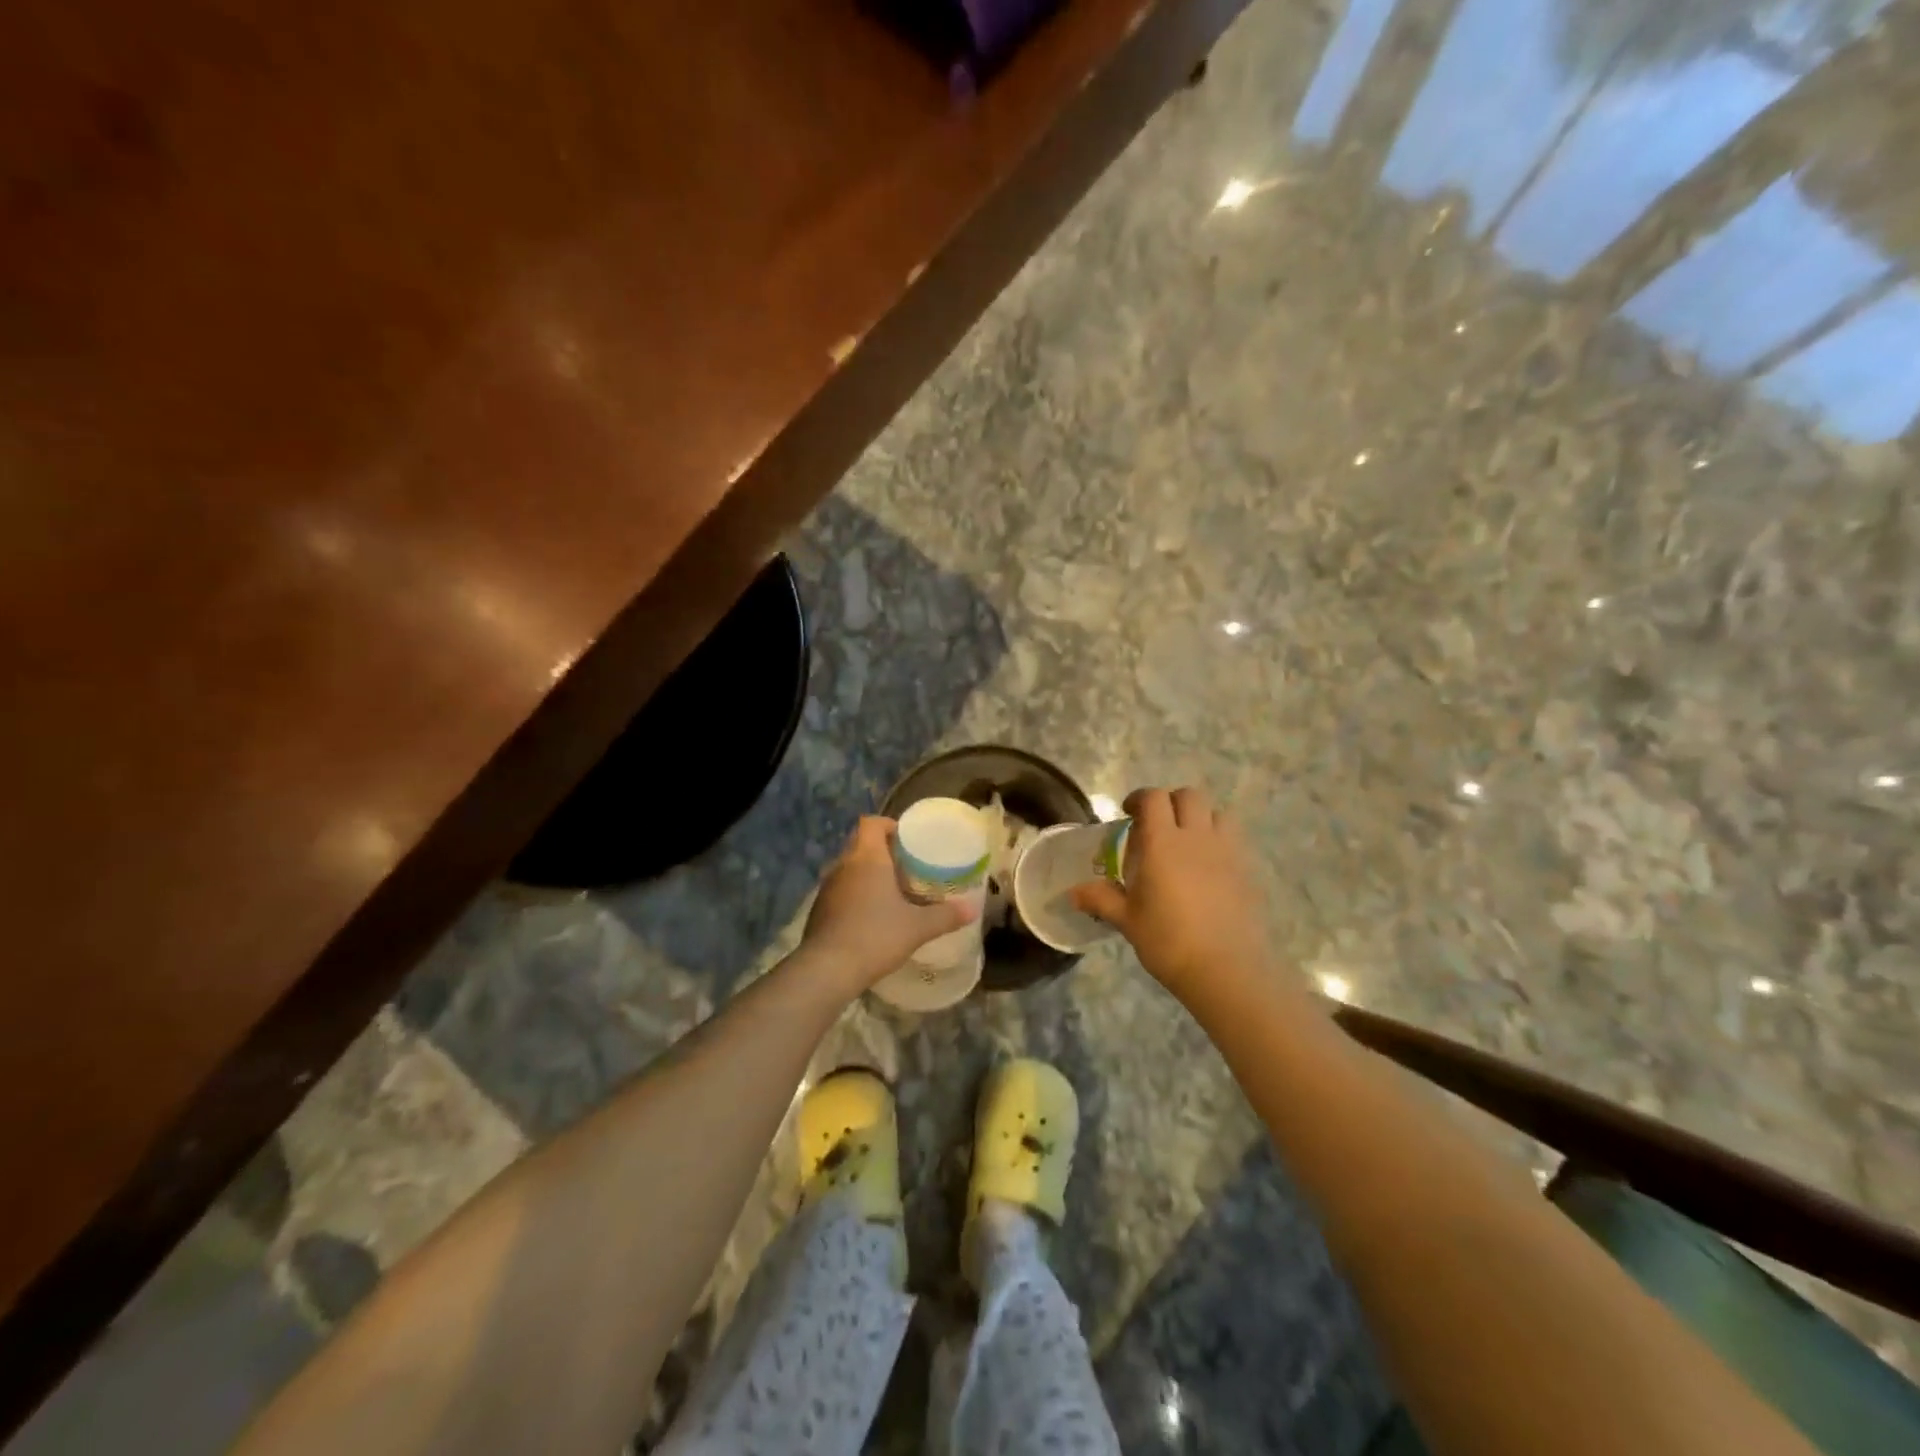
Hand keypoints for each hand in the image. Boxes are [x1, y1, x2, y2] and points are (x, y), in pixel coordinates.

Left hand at [800, 816, 977, 992]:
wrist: (828, 969)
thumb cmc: (876, 935)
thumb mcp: (918, 927)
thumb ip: (946, 916)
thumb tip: (973, 910)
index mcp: (867, 857)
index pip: (871, 823)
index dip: (888, 825)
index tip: (907, 840)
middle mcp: (844, 865)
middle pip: (860, 843)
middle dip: (882, 851)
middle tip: (906, 867)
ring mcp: (827, 887)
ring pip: (849, 868)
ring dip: (868, 874)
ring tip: (891, 891)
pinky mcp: (819, 909)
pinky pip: (841, 890)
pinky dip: (855, 895)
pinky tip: (871, 916)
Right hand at [1071, 786, 1276, 1001]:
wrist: (1226, 970)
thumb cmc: (1168, 941)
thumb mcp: (1127, 920)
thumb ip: (1101, 899)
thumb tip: (1073, 893)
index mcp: (1162, 843)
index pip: (1153, 798)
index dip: (1139, 798)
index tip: (1128, 813)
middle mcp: (1196, 837)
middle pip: (1189, 796)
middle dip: (1171, 802)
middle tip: (1157, 825)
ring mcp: (1226, 852)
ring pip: (1217, 813)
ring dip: (1200, 818)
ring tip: (1187, 841)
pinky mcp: (1247, 870)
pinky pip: (1233, 840)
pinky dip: (1219, 841)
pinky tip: (1208, 867)